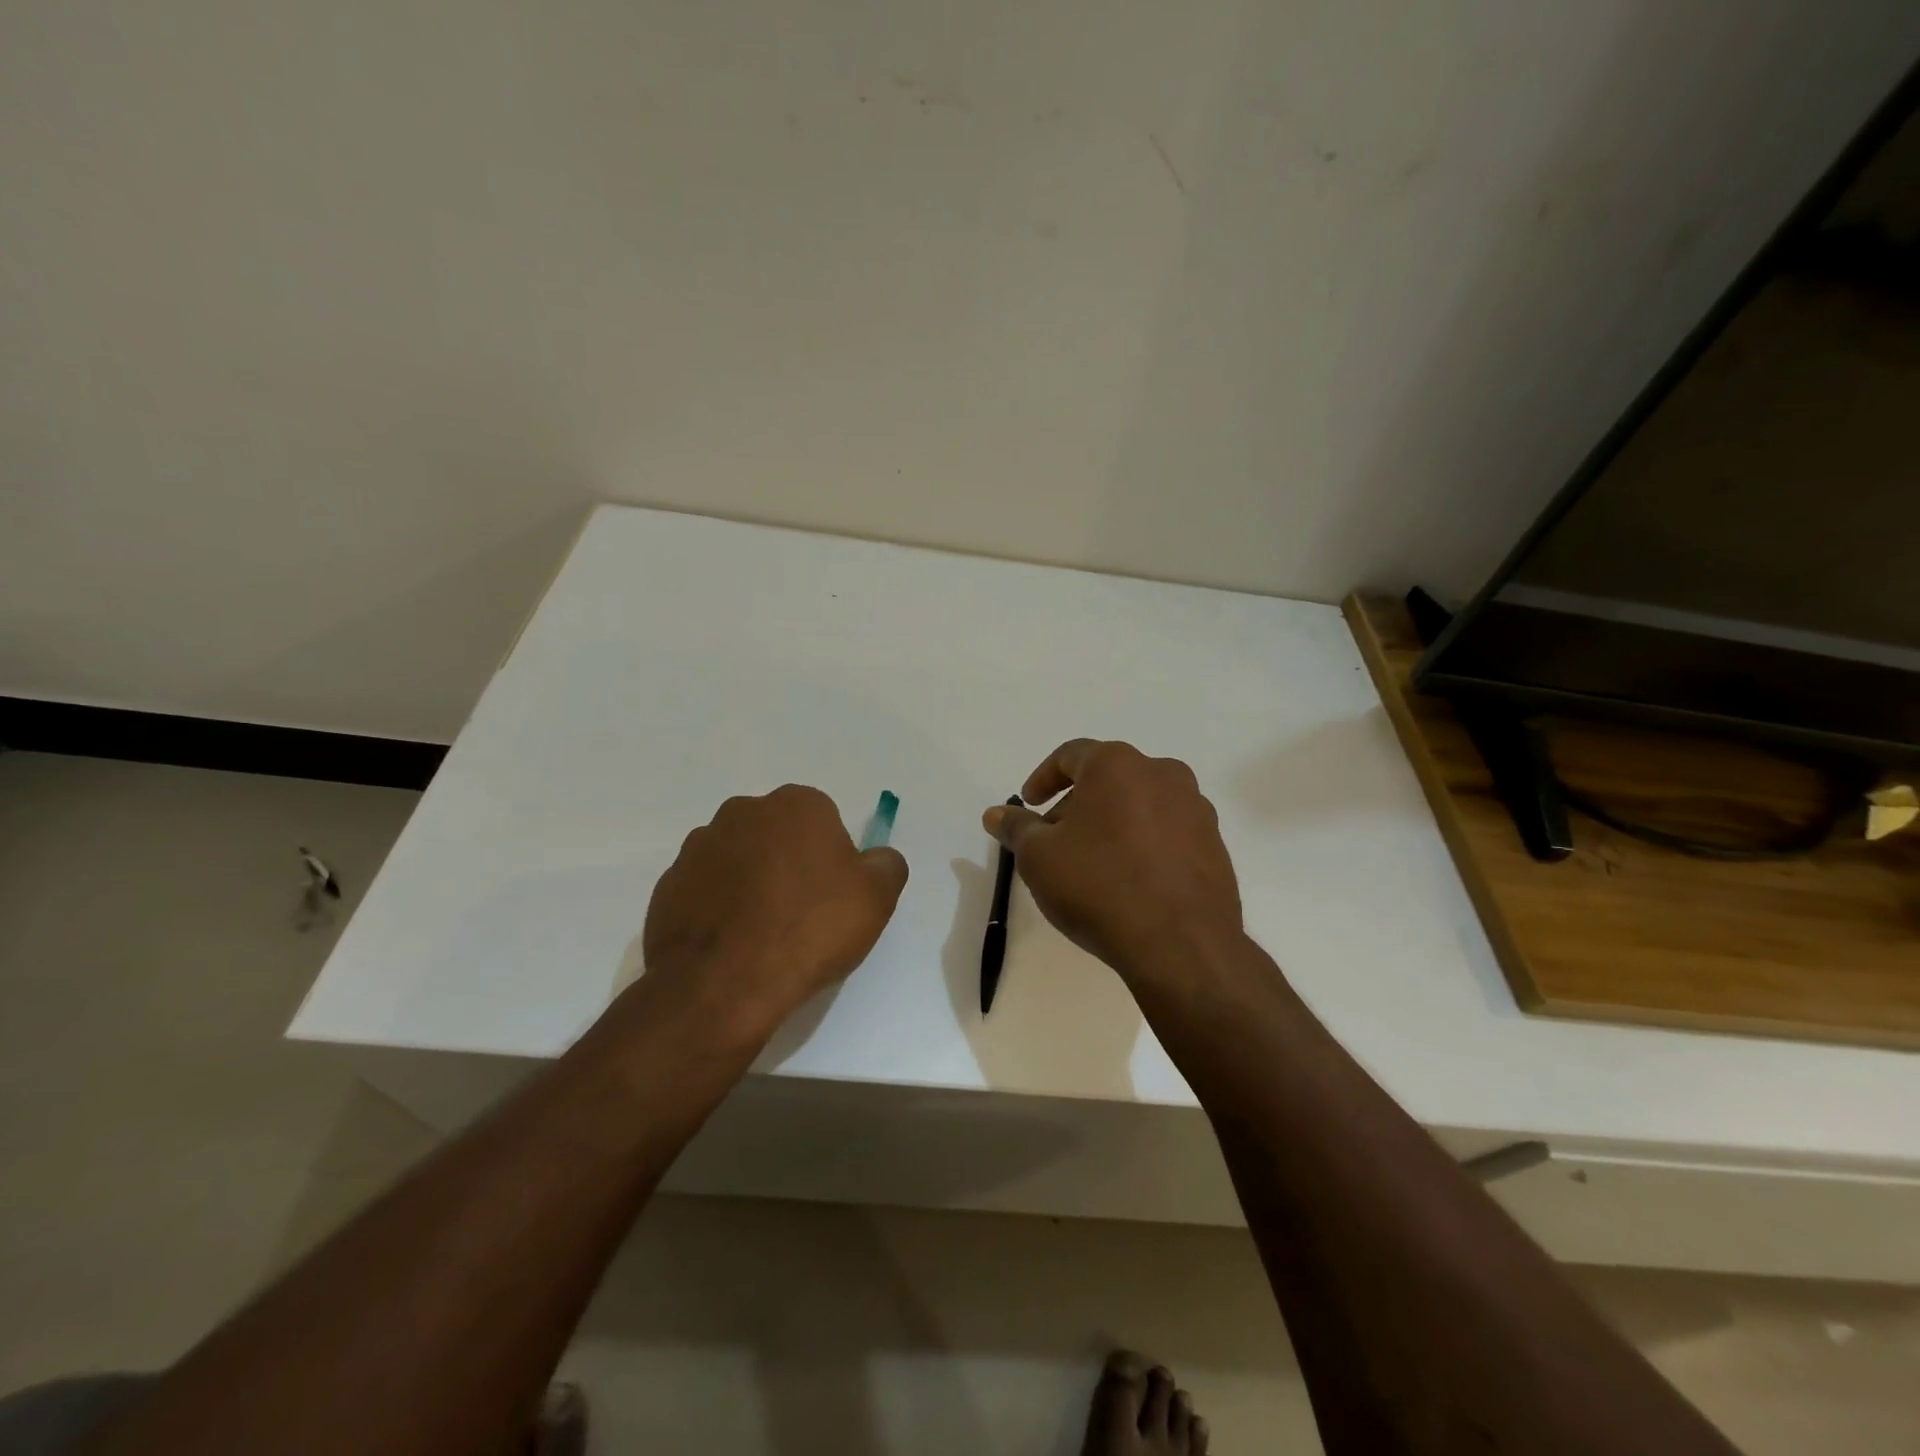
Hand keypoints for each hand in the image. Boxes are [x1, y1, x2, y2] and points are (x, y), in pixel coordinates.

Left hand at [642, 785, 908, 1039]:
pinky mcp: (668, 884)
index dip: (833, 859)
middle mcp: (743, 812)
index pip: (824, 821)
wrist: (725, 983)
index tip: (834, 896)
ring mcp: (699, 846)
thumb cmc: (810, 929)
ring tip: (763, 934)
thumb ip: (886, 864)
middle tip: (802, 914)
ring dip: (751, 884)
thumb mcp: (877, 897)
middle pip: (778, 835)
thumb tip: (878, 858)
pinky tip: (732, 945)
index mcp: (796, 804)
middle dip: (789, 863)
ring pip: (739, 860)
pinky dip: (719, 908)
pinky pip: (706, 890)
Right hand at [984, 740, 1242, 984]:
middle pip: (1108, 778)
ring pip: (1140, 804)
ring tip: (1092, 863)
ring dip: (1112, 823)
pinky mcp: (1215, 844)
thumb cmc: (1099, 887)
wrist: (1181, 944)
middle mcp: (1162, 774)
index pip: (1071, 755)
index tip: (1030, 804)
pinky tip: (1129, 880)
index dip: (1043, 778)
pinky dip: (1143, 843)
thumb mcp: (1039, 858)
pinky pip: (1167, 832)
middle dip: (1077, 804)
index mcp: (1117, 765)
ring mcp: (1195, 809)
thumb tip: (996, 814)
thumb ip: (1016, 828)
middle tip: (1055, 839)